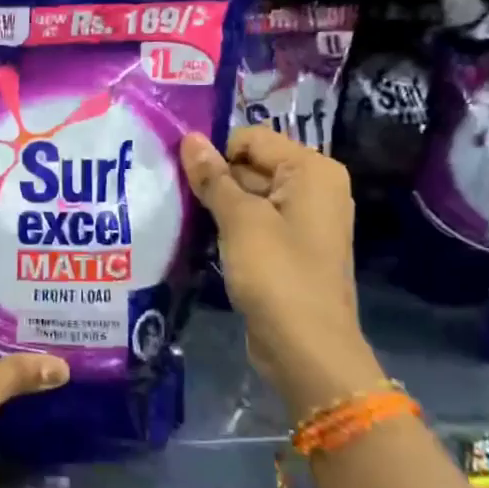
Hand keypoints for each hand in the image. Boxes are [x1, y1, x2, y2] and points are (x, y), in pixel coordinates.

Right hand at [181, 127, 385, 418]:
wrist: (306, 349)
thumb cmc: (277, 274)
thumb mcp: (240, 220)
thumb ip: (213, 177)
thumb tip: (190, 138)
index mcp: (312, 170)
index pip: (251, 138)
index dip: (215, 152)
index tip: (180, 172)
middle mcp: (314, 187)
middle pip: (251, 164)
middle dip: (214, 178)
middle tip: (174, 193)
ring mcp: (303, 220)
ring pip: (249, 194)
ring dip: (217, 203)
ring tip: (182, 213)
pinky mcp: (289, 248)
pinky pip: (254, 222)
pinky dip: (229, 225)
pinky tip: (200, 236)